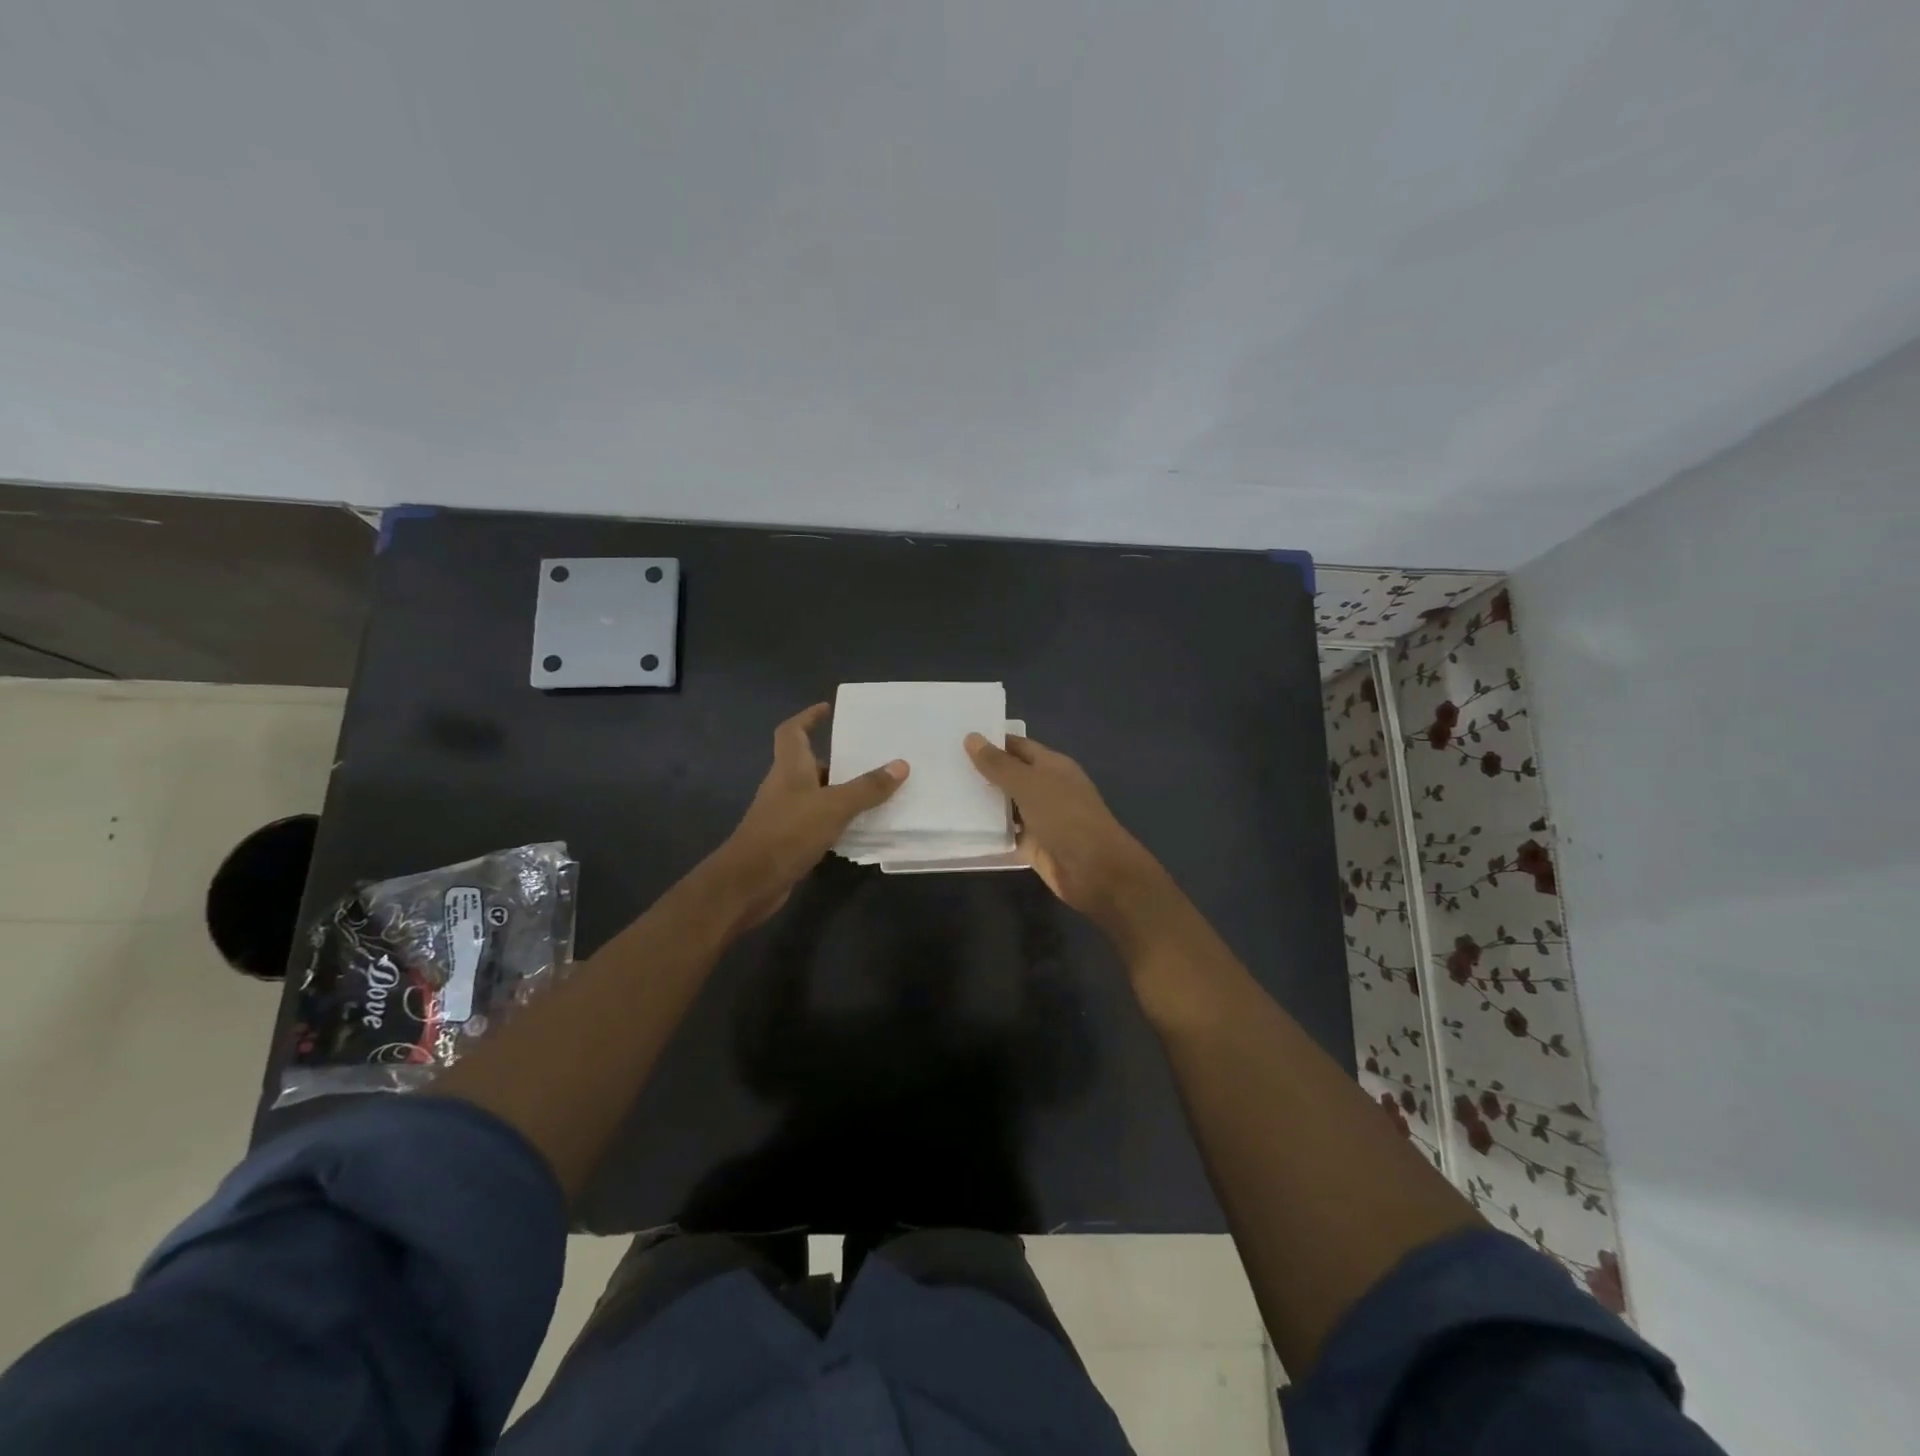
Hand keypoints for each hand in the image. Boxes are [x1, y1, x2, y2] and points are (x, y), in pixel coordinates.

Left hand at [716, 704, 907, 925]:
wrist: (749, 882)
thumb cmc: (788, 833)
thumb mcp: (834, 806)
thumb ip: (867, 788)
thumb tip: (901, 765)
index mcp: (789, 767)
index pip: (792, 731)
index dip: (808, 717)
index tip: (828, 709)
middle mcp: (784, 786)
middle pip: (808, 763)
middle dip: (836, 758)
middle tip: (869, 756)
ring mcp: (784, 814)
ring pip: (815, 794)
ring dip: (839, 791)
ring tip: (874, 791)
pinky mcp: (788, 840)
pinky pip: (816, 820)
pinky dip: (835, 819)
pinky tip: (858, 827)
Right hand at [963, 732, 1166, 933]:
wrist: (1096, 871)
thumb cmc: (1065, 818)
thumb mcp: (1029, 785)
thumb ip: (999, 764)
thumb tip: (971, 737)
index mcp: (1052, 766)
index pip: (1017, 746)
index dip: (991, 741)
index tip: (956, 738)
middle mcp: (1046, 788)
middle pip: (1010, 775)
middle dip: (981, 772)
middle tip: (941, 766)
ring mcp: (1041, 818)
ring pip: (1006, 806)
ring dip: (982, 803)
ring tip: (943, 794)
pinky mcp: (1034, 846)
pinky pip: (1007, 834)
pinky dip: (989, 831)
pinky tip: (960, 827)